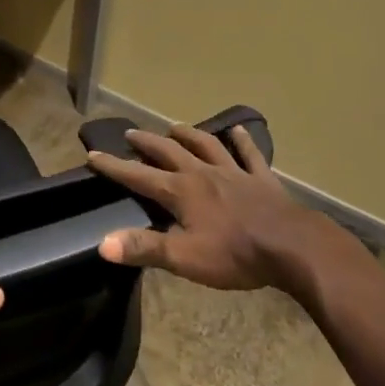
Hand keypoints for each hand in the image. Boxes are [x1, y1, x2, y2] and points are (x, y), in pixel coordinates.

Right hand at [89, 124, 339, 291]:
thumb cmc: (235, 254)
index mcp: (181, 192)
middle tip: (130, 133)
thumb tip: (103, 244)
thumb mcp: (184, 258)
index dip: (114, 166)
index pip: (138, 176)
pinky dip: (242, 141)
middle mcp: (202, 173)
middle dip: (146, 142)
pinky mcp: (261, 179)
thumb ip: (144, 248)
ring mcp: (233, 172)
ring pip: (206, 145)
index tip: (92, 154)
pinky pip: (249, 155)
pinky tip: (237, 130)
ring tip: (175, 127)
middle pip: (169, 152)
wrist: (291, 246)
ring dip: (188, 135)